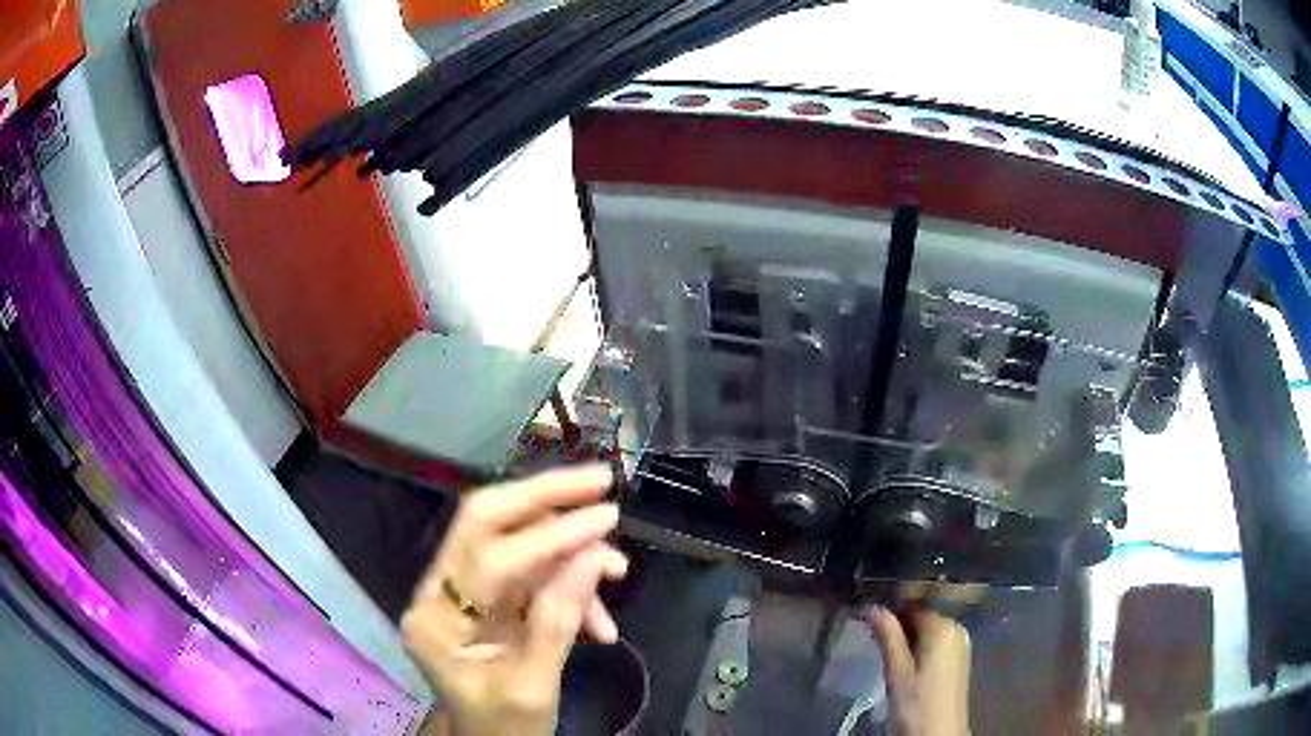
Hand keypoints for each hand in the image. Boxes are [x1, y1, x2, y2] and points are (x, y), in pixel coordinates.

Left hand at [402, 466, 627, 735]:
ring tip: (618, 572)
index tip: (606, 516)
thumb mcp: (533, 688)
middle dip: (545, 498)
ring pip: (514, 542)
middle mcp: (438, 593)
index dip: (550, 536)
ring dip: (569, 551)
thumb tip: (592, 556)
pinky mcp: (487, 601)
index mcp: (435, 621)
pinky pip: (530, 572)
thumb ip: (557, 623)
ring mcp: (461, 594)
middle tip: (600, 482)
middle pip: (485, 521)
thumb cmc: (504, 729)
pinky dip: (569, 583)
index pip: (489, 557)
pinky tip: (600, 619)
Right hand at [865, 607, 970, 735]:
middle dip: (898, 623)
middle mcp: (956, 628)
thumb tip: (872, 606)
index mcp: (942, 626)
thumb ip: (887, 636)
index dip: (889, 608)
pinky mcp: (958, 660)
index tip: (866, 617)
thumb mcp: (896, 671)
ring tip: (883, 650)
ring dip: (907, 636)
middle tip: (871, 636)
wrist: (939, 734)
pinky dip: (919, 647)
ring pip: (928, 630)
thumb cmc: (915, 703)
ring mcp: (960, 644)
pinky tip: (903, 662)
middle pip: (922, 616)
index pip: (912, 605)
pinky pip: (936, 643)